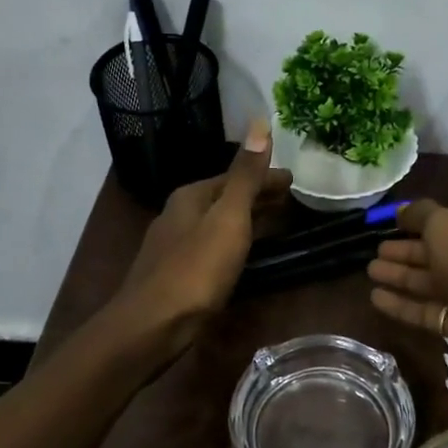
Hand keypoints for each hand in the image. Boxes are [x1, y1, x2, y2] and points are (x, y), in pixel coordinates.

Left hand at [111, 120, 290, 363]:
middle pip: (224, 197)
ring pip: (217, 222)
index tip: (294, 180)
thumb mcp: (228, 218)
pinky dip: (233, 241)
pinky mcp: (175, 273)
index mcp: (191, 196)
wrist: (152, 325)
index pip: (235, 175)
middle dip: (255, 195)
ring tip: (273, 222)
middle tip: (289, 199)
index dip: (266, 176)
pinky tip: (241, 255)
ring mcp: (173, 244)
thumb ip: (245, 175)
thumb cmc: (196, 269)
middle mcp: (178, 214)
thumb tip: (259, 121)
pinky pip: (212, 245)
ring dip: (245, 218)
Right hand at [366, 201, 447, 374]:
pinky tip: (375, 298)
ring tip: (369, 271)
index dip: (421, 220)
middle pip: (437, 251)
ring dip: (400, 275)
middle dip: (405, 250)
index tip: (393, 222)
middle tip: (375, 249)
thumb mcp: (444, 223)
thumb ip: (419, 213)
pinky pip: (428, 310)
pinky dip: (403, 304)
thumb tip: (400, 210)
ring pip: (430, 281)